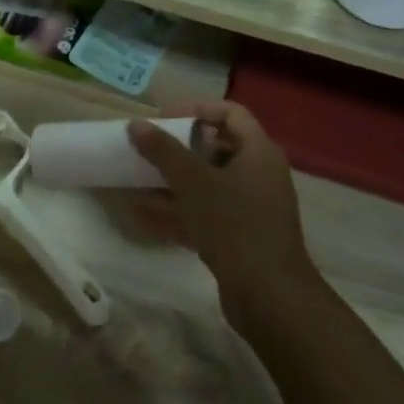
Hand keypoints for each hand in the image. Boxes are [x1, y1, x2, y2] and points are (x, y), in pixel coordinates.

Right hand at [128, 103, 317, 330]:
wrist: (268, 294)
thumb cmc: (233, 225)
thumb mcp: (193, 182)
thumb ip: (163, 151)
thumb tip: (136, 124)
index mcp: (258, 152)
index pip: (230, 113)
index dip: (195, 109)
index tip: (162, 119)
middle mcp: (259, 174)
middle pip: (216, 148)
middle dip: (178, 149)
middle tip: (146, 150)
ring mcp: (251, 207)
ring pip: (207, 184)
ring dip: (171, 182)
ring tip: (135, 182)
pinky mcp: (240, 236)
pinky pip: (205, 213)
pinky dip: (177, 211)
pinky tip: (142, 216)